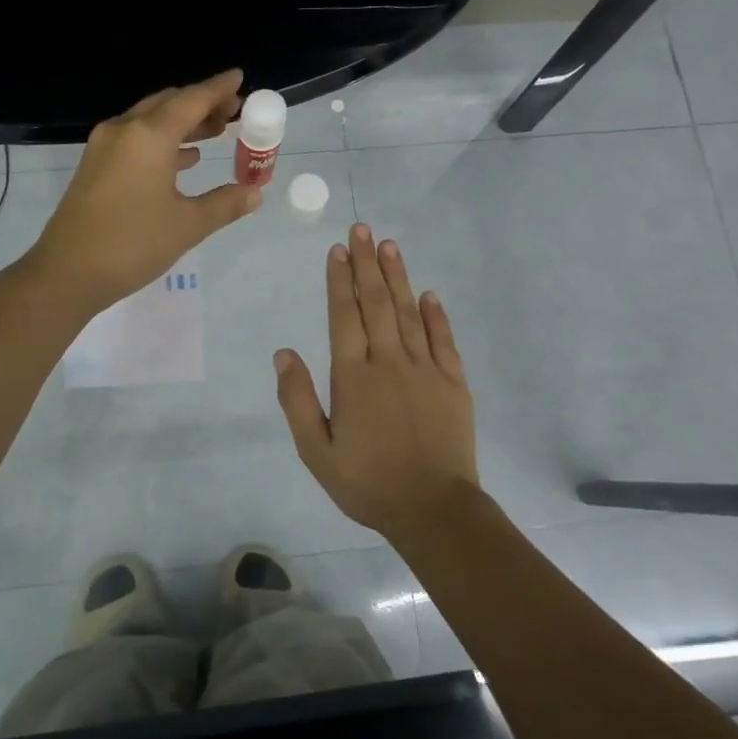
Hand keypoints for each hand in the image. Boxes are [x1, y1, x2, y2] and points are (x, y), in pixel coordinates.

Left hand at [29, 69, 261, 312]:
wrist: (67, 272)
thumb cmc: (132, 244)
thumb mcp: (187, 225)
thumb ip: (225, 204)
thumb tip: (255, 192)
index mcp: (150, 136)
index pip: (192, 99)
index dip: (219, 88)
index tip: (239, 77)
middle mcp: (125, 130)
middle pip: (169, 103)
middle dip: (202, 104)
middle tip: (233, 112)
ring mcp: (104, 147)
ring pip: (150, 120)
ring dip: (183, 123)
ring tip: (215, 132)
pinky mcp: (95, 166)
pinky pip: (135, 139)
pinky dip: (162, 141)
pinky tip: (183, 159)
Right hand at [274, 225, 482, 540]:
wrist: (433, 509)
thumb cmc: (367, 482)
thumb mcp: (316, 450)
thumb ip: (297, 400)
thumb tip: (284, 353)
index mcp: (353, 376)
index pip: (343, 315)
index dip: (339, 280)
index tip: (337, 250)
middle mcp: (388, 362)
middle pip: (376, 303)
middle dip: (366, 263)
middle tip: (362, 229)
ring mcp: (425, 369)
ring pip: (408, 312)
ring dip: (397, 277)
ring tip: (389, 246)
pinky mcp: (454, 383)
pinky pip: (443, 340)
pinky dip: (436, 314)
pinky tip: (428, 293)